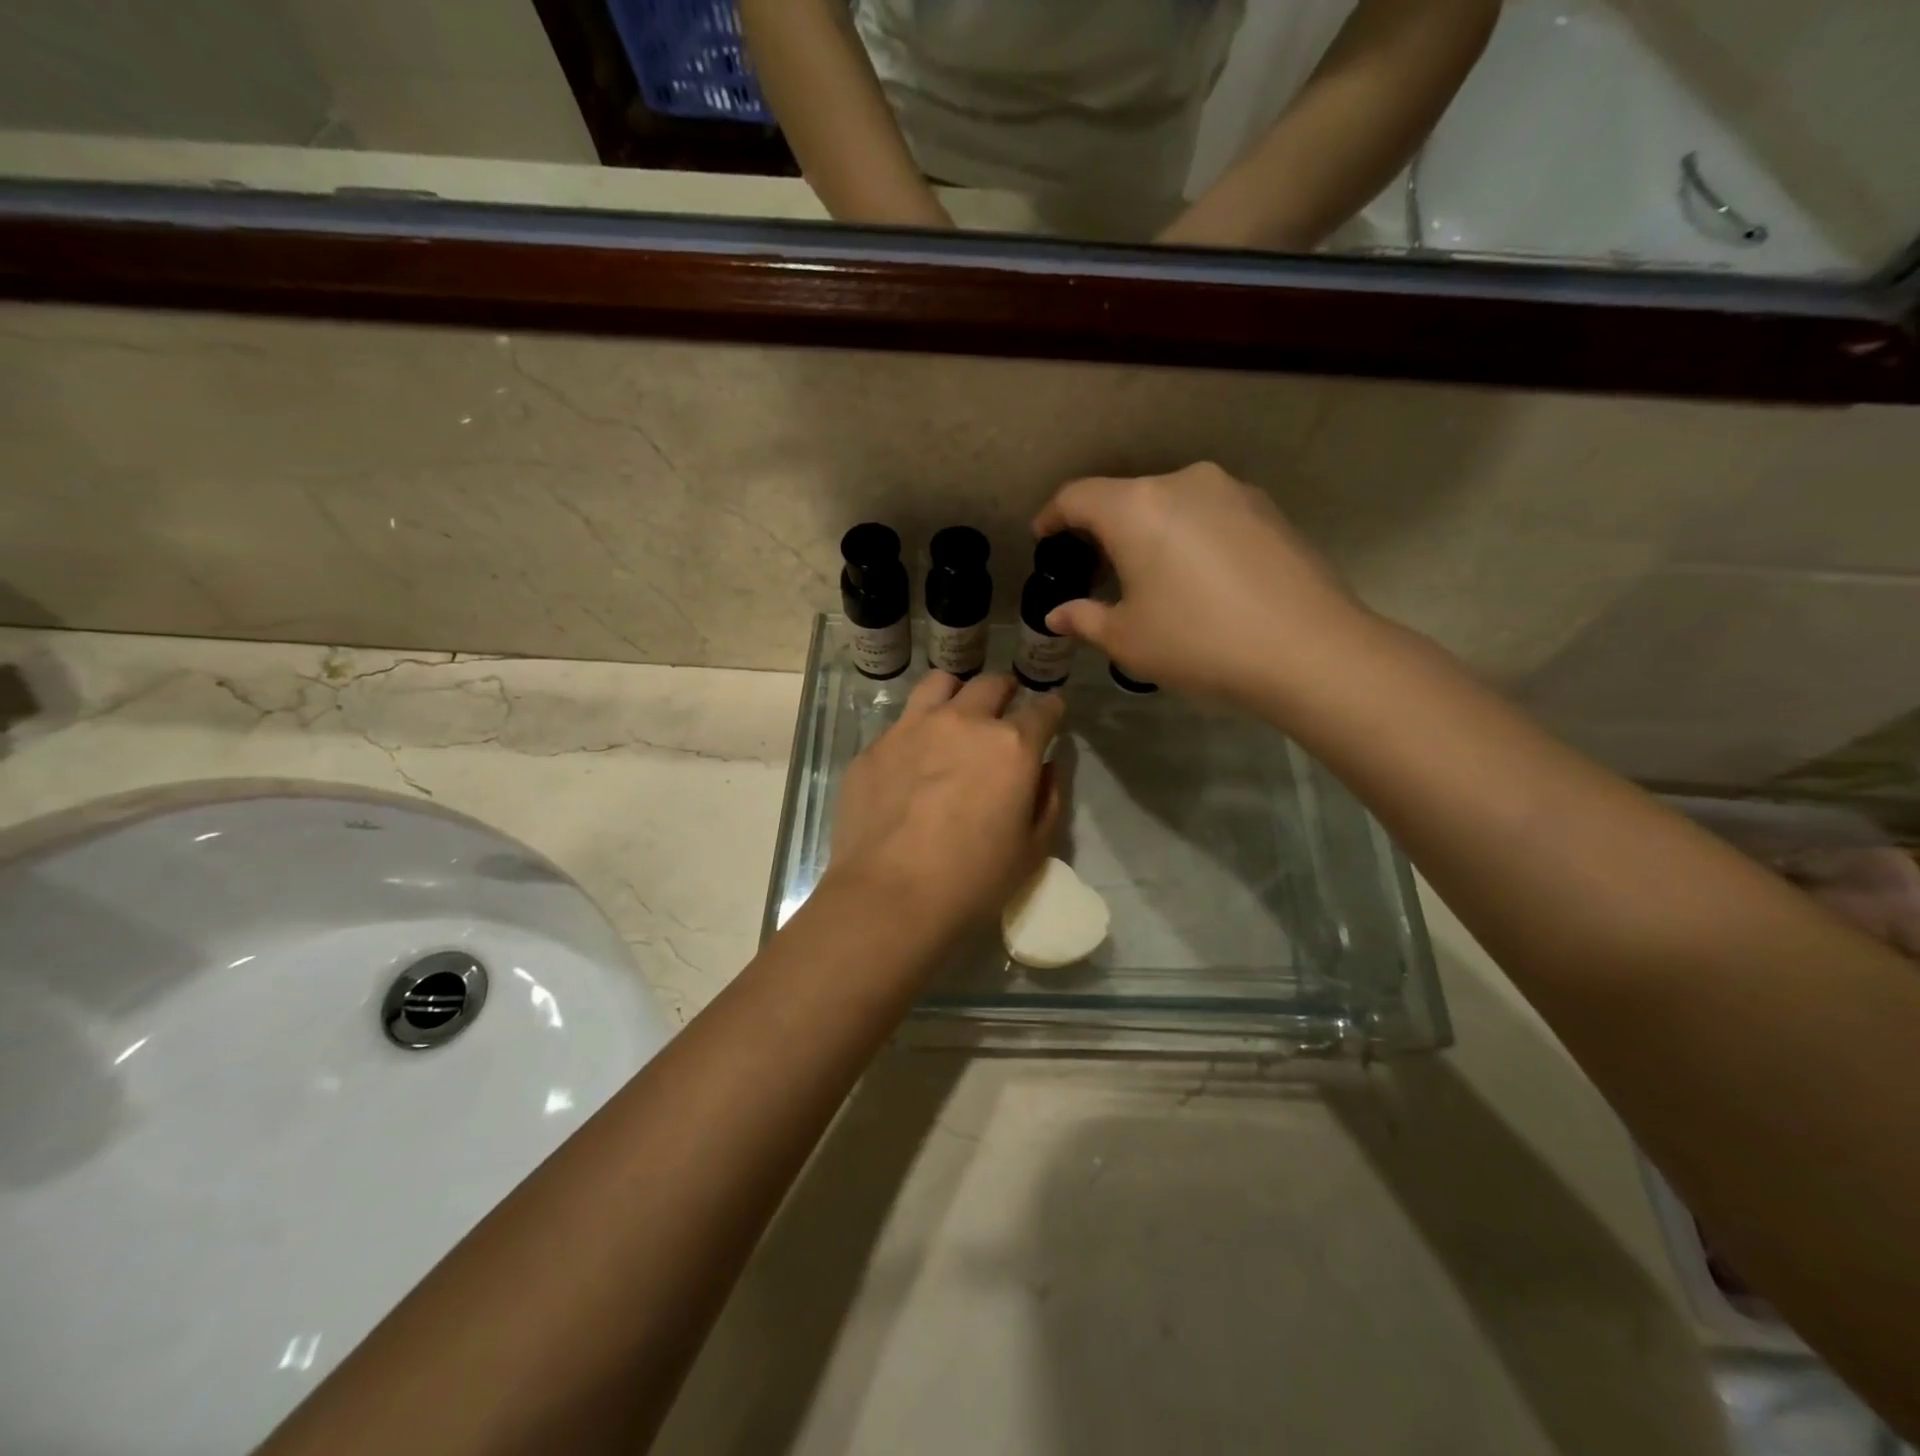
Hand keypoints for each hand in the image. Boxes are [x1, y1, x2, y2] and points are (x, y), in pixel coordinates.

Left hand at [828, 672, 1063, 941]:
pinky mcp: (875, 746)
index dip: (1052, 708)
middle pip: (991, 684)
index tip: (1052, 712)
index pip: (1043, 709)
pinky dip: (916, 729)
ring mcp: (912, 728)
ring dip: (957, 693)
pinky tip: (912, 758)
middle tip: (1005, 709)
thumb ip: (1047, 800)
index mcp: (1011, 746)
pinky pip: (901, 722)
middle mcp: (963, 722)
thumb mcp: (1032, 850)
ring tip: (956, 713)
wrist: (889, 895)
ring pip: (940, 683)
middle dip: (1006, 691)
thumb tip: (1045, 768)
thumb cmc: (972, 880)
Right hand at [1033, 462, 1367, 705]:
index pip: (1077, 497)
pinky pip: (1208, 514)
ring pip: (1169, 503)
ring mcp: (1231, 490)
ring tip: (1148, 574)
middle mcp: (1182, 483)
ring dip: (1148, 531)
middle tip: (1094, 568)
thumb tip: (1057, 615)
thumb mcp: (1128, 639)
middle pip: (1125, 496)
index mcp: (1136, 508)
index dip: (1052, 516)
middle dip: (1102, 528)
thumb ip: (1084, 619)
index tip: (1043, 537)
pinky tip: (1197, 576)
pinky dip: (1188, 535)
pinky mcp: (1266, 508)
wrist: (1308, 649)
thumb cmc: (1199, 642)